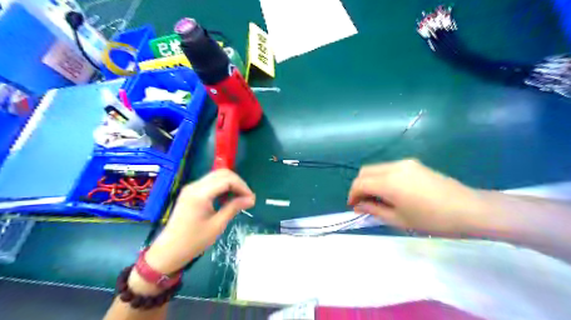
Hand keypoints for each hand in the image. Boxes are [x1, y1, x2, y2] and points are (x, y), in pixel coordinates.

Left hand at [145, 169, 256, 273]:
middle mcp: (195, 186)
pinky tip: (227, 199)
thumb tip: (251, 199)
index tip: (251, 199)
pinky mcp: (191, 192)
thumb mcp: (217, 225)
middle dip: (238, 183)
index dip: (242, 187)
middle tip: (247, 198)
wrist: (169, 251)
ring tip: (240, 199)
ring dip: (231, 184)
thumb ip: (234, 208)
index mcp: (200, 194)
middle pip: (222, 173)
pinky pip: (211, 183)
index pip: (227, 180)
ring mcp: (192, 188)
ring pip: (217, 176)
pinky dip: (223, 187)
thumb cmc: (194, 241)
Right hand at [348, 159, 484, 234]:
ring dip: (371, 181)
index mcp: (389, 182)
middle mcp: (394, 167)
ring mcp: (405, 163)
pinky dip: (382, 178)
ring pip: (377, 168)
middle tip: (364, 203)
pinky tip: (392, 192)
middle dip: (359, 186)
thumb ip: (374, 210)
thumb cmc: (433, 220)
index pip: (359, 183)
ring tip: (378, 199)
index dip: (352, 195)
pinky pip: (389, 168)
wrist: (471, 209)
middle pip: (365, 171)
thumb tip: (359, 206)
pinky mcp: (414, 164)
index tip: (353, 207)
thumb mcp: (399, 220)